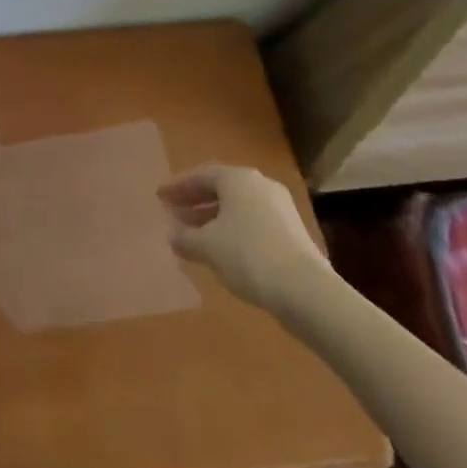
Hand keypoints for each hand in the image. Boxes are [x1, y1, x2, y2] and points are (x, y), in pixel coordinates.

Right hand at [159, 164, 331, 314]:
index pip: (200, 176)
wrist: (307, 291)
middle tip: (175, 214)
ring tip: (195, 236)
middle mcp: (259, 185)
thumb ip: (185, 238)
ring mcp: (280, 208)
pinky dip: (234, 231)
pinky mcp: (293, 232)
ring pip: (238, 208)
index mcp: (237, 178)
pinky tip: (224, 251)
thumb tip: (172, 235)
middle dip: (196, 203)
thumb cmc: (248, 256)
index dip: (177, 188)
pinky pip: (253, 223)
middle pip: (220, 190)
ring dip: (214, 219)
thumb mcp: (207, 247)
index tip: (160, 198)